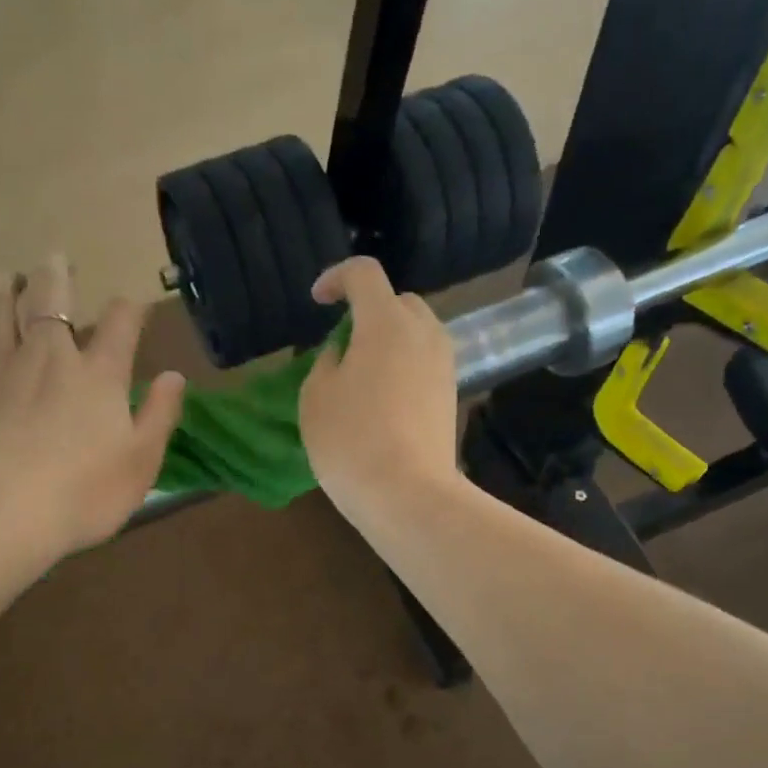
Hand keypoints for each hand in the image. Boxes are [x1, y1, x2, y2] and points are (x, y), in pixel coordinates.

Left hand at [0, 255, 185, 560]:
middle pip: (49, 300)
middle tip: (55, 259)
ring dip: (3, 288)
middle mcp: (48, 358)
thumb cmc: (82, 495)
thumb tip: (175, 376)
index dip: (129, 310)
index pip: (119, 325)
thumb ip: (159, 415)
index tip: (131, 306)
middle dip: (56, 275)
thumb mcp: (140, 463)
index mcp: (98, 376)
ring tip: (6, 277)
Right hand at [298, 257, 459, 521]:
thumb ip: (326, 362)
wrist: (408, 494)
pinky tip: (383, 399)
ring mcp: (444, 364)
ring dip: (389, 339)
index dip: (336, 277)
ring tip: (362, 372)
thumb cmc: (351, 441)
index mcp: (386, 322)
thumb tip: (344, 354)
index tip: (318, 301)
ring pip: (416, 332)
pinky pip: (424, 362)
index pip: (364, 273)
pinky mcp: (451, 394)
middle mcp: (424, 332)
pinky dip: (403, 365)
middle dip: (368, 310)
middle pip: (397, 301)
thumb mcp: (316, 397)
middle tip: (342, 343)